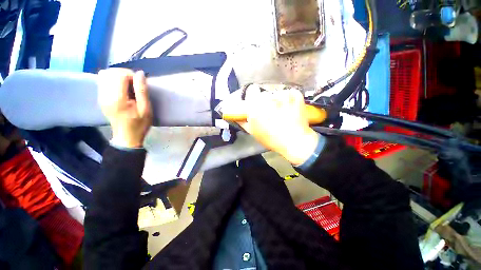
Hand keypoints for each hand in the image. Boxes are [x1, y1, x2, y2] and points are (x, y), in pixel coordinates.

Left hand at [98, 68, 151, 147]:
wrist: (127, 136)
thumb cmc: (139, 124)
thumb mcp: (146, 109)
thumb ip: (142, 91)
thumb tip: (140, 74)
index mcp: (118, 99)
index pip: (119, 75)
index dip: (131, 75)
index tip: (139, 83)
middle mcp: (105, 95)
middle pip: (110, 73)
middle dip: (124, 74)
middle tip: (134, 84)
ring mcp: (101, 96)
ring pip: (104, 75)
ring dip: (118, 76)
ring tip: (128, 85)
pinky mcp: (100, 98)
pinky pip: (103, 81)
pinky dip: (112, 80)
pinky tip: (121, 88)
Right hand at [234, 85, 318, 164]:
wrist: (295, 141)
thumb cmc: (272, 139)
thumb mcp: (254, 133)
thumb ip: (244, 123)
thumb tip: (239, 117)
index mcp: (255, 107)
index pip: (251, 94)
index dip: (255, 101)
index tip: (258, 107)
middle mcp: (267, 98)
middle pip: (264, 95)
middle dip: (266, 102)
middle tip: (271, 112)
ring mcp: (282, 95)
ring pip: (276, 94)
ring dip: (278, 101)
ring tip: (283, 111)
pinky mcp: (294, 95)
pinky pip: (289, 92)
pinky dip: (290, 98)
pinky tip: (290, 107)